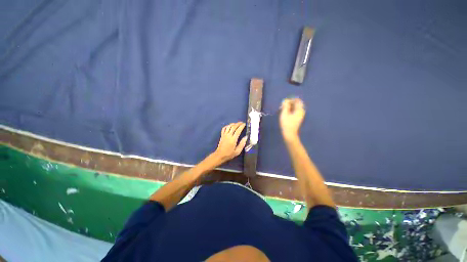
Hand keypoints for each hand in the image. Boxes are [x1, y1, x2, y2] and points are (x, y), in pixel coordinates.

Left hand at [214, 122, 247, 162]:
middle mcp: (229, 135)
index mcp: (233, 139)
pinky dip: (227, 126)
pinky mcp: (222, 135)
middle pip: (233, 127)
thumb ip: (242, 144)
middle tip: (242, 123)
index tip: (244, 124)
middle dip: (238, 124)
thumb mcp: (237, 151)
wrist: (220, 155)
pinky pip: (224, 128)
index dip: (241, 126)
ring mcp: (224, 135)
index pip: (238, 130)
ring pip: (229, 126)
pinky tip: (229, 126)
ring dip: (233, 124)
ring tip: (237, 123)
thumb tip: (245, 137)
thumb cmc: (229, 154)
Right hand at [280, 98, 304, 139]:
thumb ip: (285, 106)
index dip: (290, 100)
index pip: (297, 100)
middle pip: (296, 104)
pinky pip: (294, 111)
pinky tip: (285, 113)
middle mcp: (301, 111)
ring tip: (282, 110)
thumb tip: (285, 100)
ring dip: (288, 107)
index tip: (284, 102)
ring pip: (294, 108)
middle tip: (282, 106)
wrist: (289, 134)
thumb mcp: (284, 113)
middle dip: (289, 103)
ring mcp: (299, 115)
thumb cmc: (286, 124)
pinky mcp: (297, 118)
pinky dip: (289, 111)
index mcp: (299, 110)